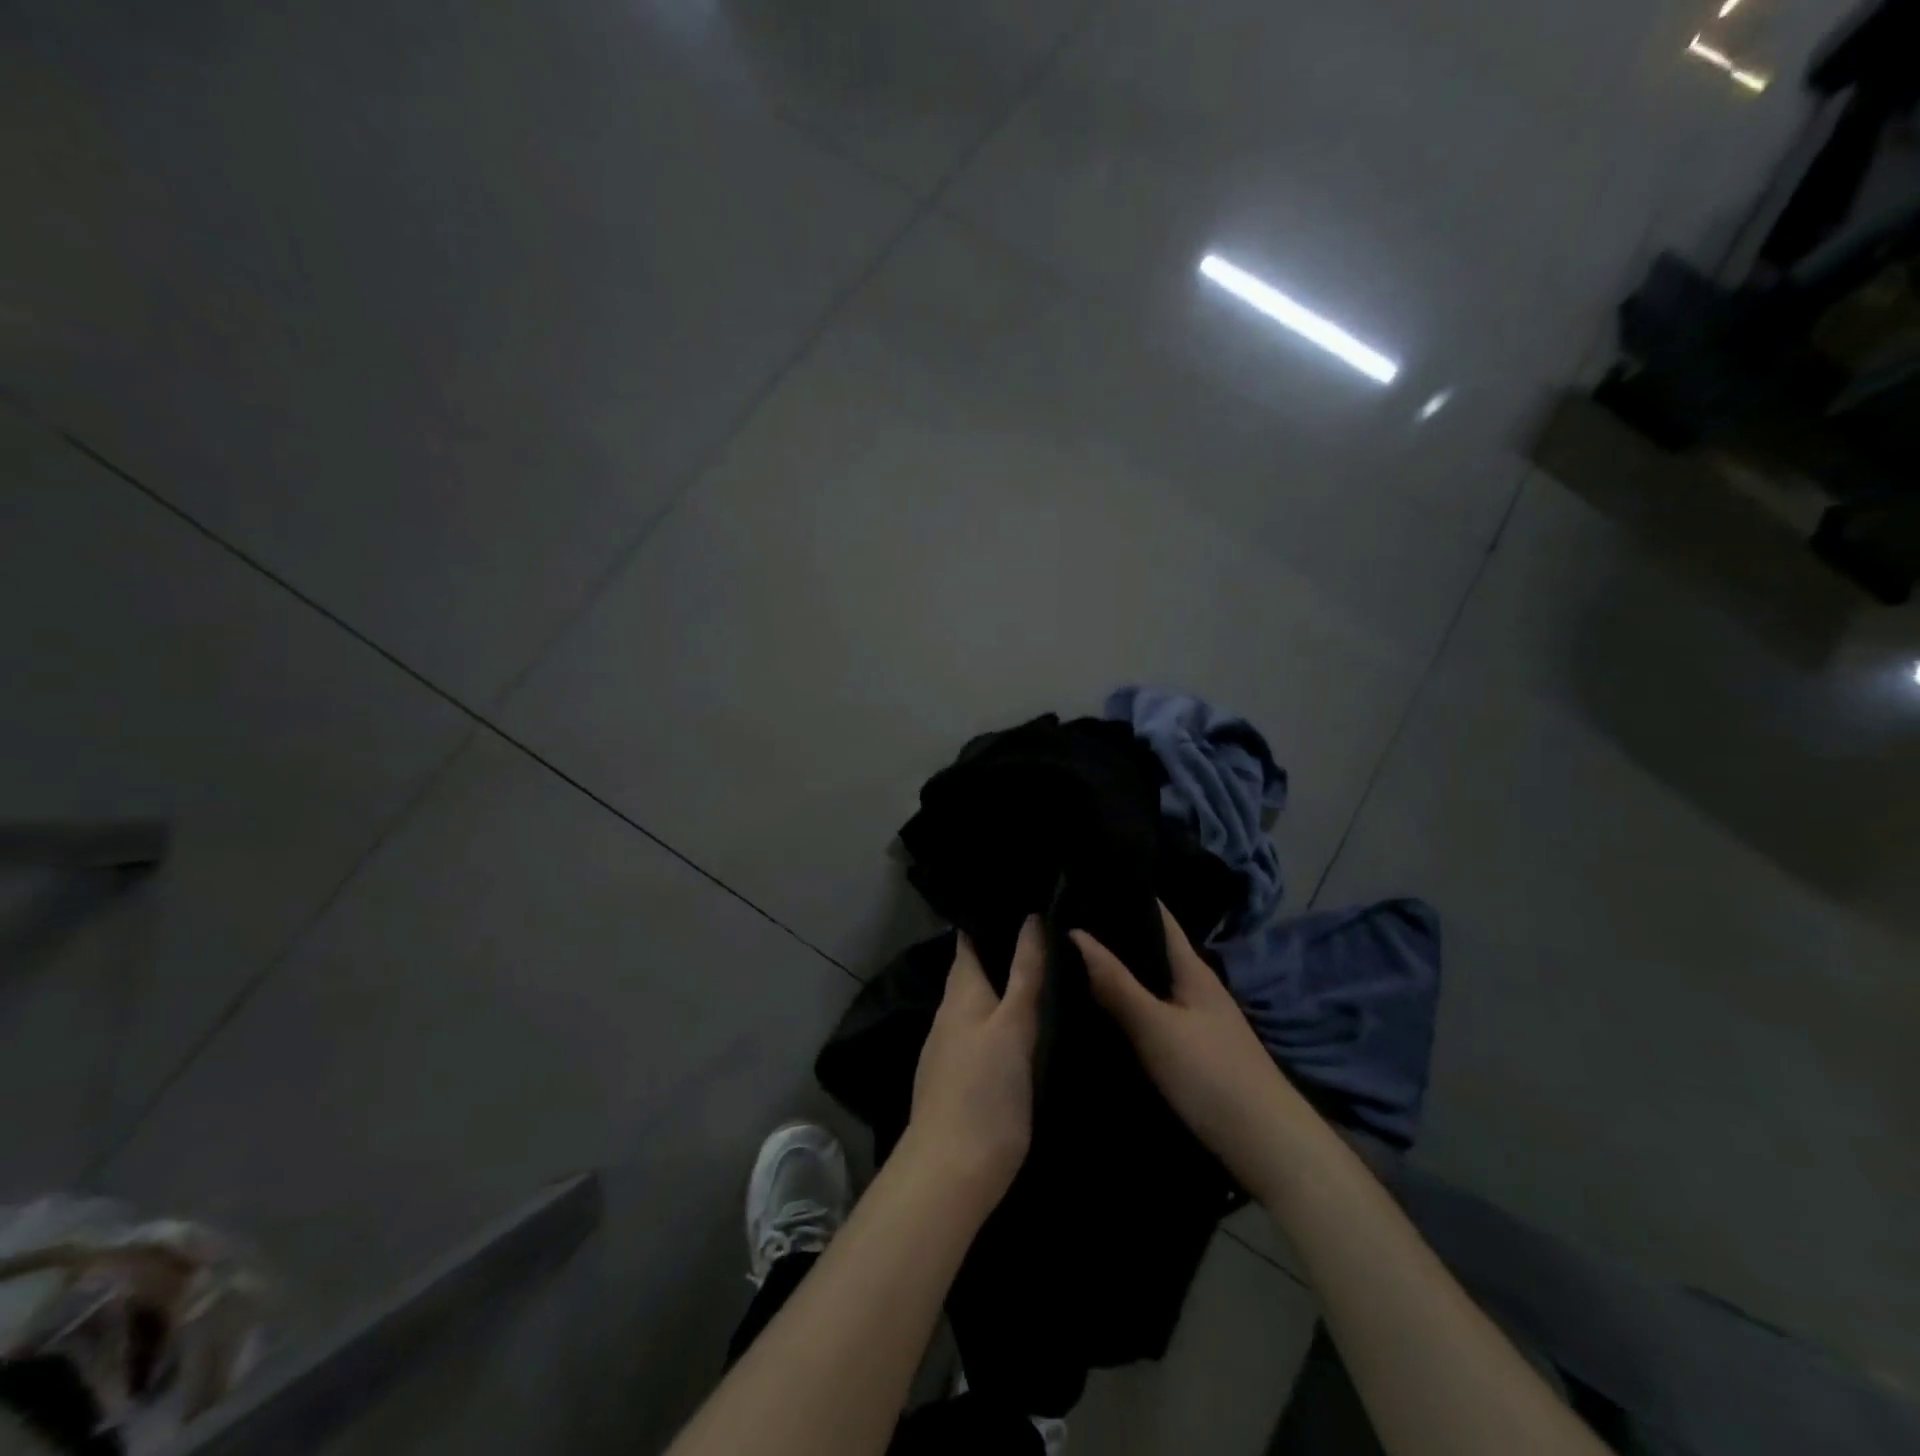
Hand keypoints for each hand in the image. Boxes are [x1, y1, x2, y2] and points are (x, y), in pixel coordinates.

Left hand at [903, 917, 1043, 1209]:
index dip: (988, 919)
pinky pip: (979, 1035)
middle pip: (973, 973)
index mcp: (961, 994)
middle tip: (1043, 936)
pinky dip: (998, 1023)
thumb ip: (1024, 974)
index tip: (1018, 901)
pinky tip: (1021, 1030)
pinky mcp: (956, 1080)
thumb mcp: (1013, 1026)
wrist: (951, 1172)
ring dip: (1001, 990)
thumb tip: (1031, 918)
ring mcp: (948, 1050)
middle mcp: (948, 1015)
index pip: (969, 942)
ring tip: (1040, 976)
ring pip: (977, 1006)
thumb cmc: (985, 1091)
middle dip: (999, 953)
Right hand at [1071, 904, 1295, 1184]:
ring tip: (1070, 960)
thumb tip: (1073, 932)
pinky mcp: (1195, 1050)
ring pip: (1151, 982)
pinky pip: (1153, 1012)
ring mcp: (1198, 1020)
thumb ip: (1116, 983)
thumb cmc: (1212, 1075)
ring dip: (1119, 971)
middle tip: (1063, 923)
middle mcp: (1197, 986)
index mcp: (1192, 969)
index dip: (1125, 896)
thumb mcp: (1156, 1027)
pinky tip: (1101, 1011)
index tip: (1084, 884)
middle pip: (1152, 949)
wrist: (1268, 1147)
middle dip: (1114, 935)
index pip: (1158, 915)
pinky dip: (1128, 1004)